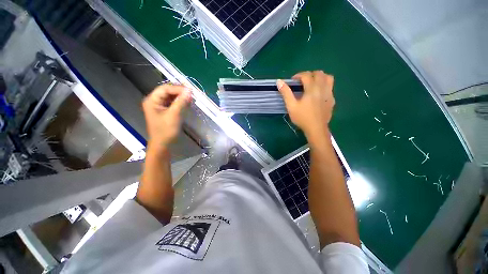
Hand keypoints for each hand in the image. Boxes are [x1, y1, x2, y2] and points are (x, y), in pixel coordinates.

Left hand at [142, 84, 191, 151]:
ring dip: (181, 97)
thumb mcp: (174, 115)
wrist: (163, 145)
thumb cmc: (166, 131)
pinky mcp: (166, 111)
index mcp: (152, 100)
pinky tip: (188, 103)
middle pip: (168, 91)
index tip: (191, 91)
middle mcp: (155, 101)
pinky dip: (181, 102)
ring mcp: (160, 106)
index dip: (178, 88)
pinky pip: (173, 103)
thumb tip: (189, 91)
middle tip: (192, 94)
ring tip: (191, 98)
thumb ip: (181, 102)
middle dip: (180, 92)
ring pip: (171, 97)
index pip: (165, 88)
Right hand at [278, 71, 334, 140]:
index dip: (298, 75)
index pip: (306, 75)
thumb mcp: (291, 106)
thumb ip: (285, 93)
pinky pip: (330, 87)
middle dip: (309, 74)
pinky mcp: (332, 100)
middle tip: (302, 82)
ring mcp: (329, 94)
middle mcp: (322, 88)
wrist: (316, 129)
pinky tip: (318, 94)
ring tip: (312, 84)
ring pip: (328, 78)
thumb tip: (279, 81)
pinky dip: (324, 85)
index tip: (293, 81)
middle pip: (319, 73)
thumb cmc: (302, 117)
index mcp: (312, 89)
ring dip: (320, 77)